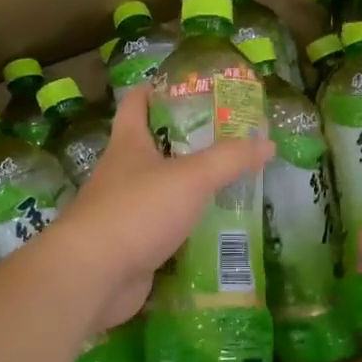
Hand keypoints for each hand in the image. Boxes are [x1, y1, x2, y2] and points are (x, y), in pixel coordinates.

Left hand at [55, 84, 272, 329]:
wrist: (93, 276)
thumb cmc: (137, 211)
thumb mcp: (190, 178)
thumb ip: (229, 159)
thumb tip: (268, 142)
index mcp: (128, 144)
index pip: (136, 103)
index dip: (157, 89)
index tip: (188, 85)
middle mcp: (122, 173)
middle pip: (152, 146)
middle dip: (186, 141)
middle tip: (227, 137)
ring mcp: (124, 211)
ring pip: (160, 189)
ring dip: (188, 186)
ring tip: (229, 181)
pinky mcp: (131, 244)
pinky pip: (164, 227)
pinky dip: (186, 225)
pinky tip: (214, 228)